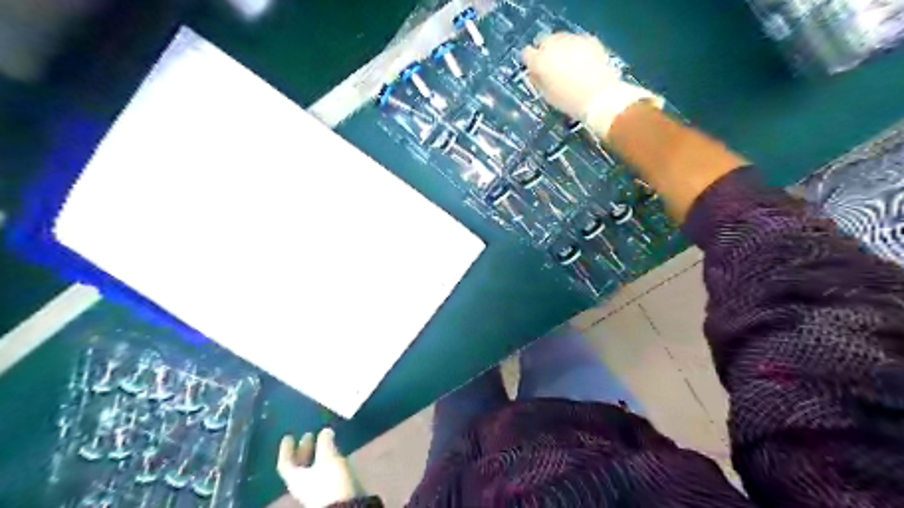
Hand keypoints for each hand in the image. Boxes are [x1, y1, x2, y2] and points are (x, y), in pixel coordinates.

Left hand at [277, 426, 357, 505]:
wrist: (344, 506)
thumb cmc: (329, 481)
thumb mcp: (328, 457)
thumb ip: (325, 443)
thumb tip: (324, 431)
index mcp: (295, 477)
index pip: (285, 463)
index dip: (286, 449)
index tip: (289, 436)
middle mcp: (301, 484)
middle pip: (298, 466)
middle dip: (304, 449)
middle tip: (309, 435)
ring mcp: (314, 489)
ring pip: (311, 468)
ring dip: (316, 454)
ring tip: (325, 442)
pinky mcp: (327, 491)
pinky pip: (321, 472)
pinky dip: (325, 461)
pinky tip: (334, 455)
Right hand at [519, 32, 661, 139]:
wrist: (601, 98)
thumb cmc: (570, 102)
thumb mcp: (547, 95)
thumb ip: (539, 80)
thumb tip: (536, 72)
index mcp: (540, 61)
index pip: (527, 54)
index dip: (531, 63)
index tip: (537, 72)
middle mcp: (554, 45)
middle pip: (544, 42)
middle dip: (547, 53)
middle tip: (554, 69)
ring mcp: (572, 40)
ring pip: (561, 40)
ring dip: (562, 50)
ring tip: (571, 67)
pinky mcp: (589, 40)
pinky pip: (577, 42)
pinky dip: (577, 50)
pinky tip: (584, 64)